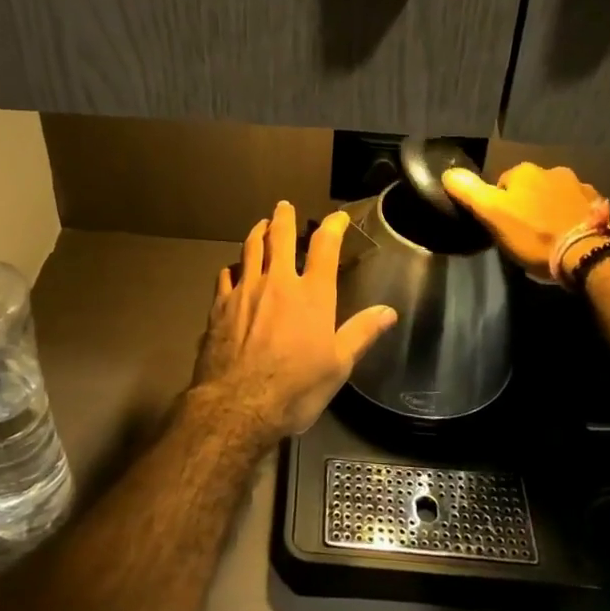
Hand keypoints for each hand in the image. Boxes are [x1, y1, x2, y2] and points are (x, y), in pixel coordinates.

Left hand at [191, 201, 397, 441]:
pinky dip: (232, 267)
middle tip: (283, 206)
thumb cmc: (295, 388)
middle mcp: (277, 282)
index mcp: (311, 294)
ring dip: (256, 233)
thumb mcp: (338, 366)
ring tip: (260, 225)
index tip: (337, 217)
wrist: (238, 404)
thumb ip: (361, 333)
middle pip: (279, 237)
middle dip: (282, 217)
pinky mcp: (219, 305)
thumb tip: (389, 311)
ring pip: (250, 249)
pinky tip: (232, 269)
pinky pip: (225, 275)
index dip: (333, 226)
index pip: (324, 247)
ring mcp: (245, 291)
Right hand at [441, 163, 609, 283]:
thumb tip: (448, 172)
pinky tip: (569, 237)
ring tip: (549, 237)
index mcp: (524, 170)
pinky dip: (571, 218)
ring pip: (554, 196)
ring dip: (550, 210)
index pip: (501, 184)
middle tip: (524, 234)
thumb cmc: (533, 234)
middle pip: (530, 188)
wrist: (587, 254)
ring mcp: (580, 187)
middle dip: (526, 205)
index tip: (502, 226)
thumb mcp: (492, 215)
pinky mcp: (598, 205)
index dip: (498, 205)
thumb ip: (468, 191)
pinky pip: (576, 208)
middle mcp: (553, 170)